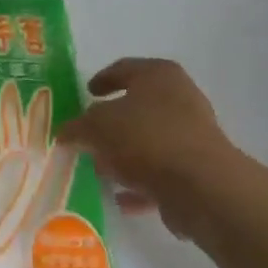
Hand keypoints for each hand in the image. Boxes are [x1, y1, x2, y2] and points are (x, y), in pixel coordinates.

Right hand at [57, 59, 236, 243]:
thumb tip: (66, 132)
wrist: (200, 185)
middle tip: (89, 134)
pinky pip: (161, 173)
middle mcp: (180, 99)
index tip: (87, 92)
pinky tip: (120, 198)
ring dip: (125, 155)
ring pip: (150, 141)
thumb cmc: (146, 138)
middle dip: (112, 123)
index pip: (125, 68)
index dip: (103, 78)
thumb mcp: (98, 127)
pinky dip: (141, 183)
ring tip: (99, 170)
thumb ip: (78, 127)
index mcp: (159, 75)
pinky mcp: (197, 170)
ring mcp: (192, 136)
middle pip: (139, 107)